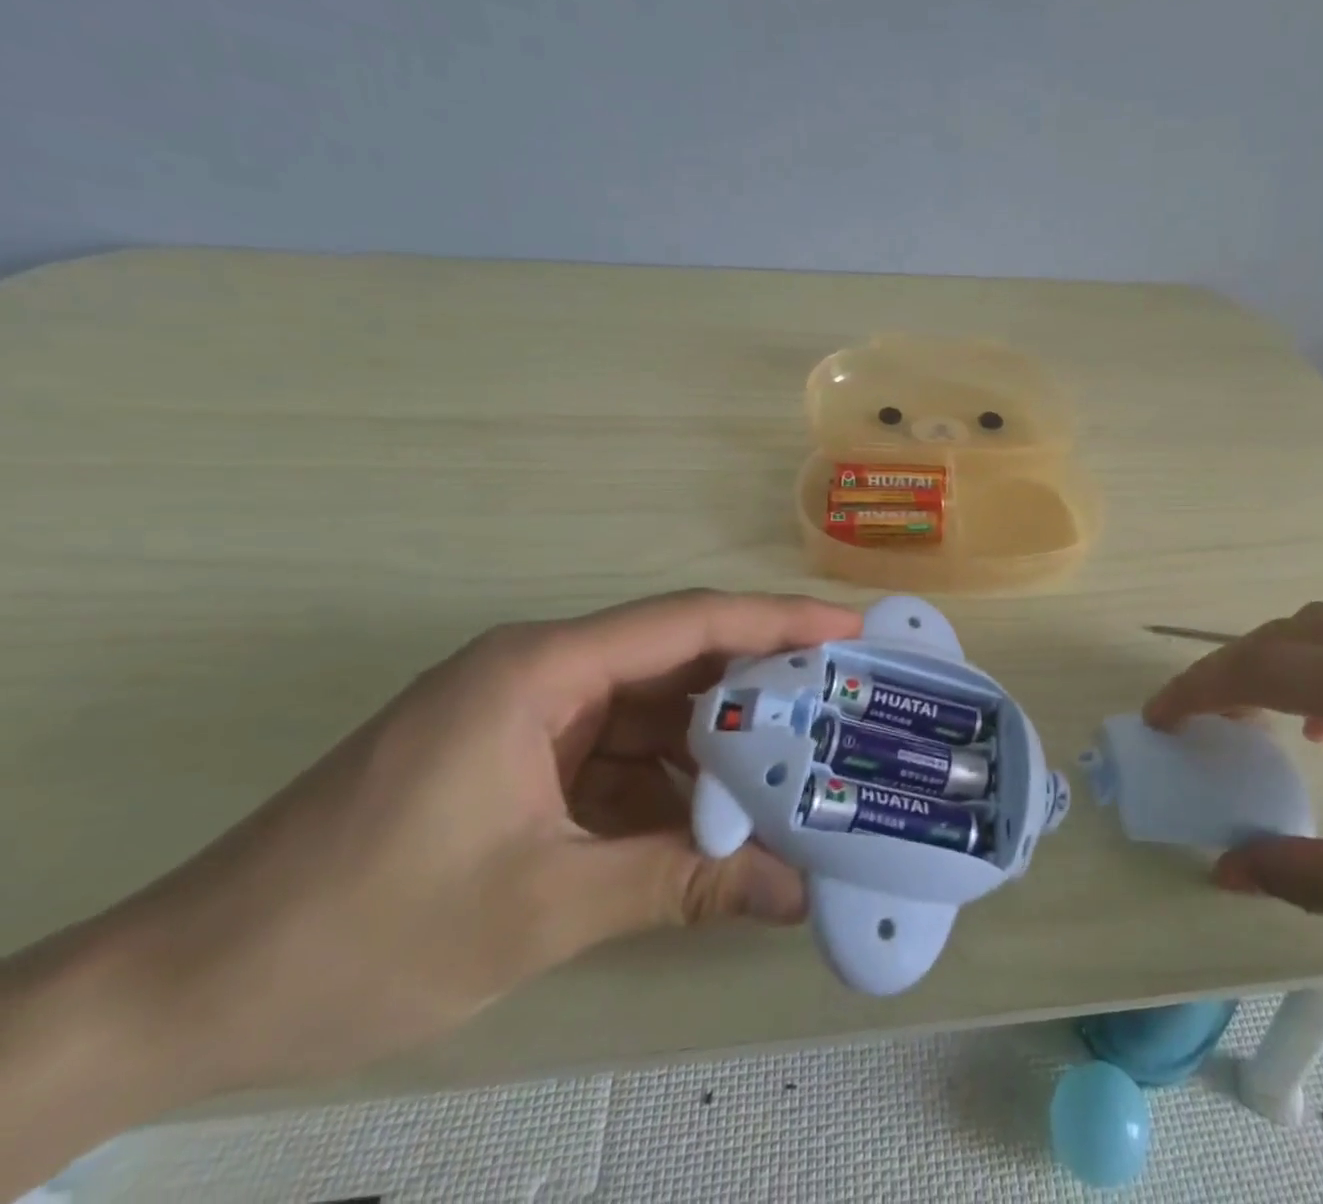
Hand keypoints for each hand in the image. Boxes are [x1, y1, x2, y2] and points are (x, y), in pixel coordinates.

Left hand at [58, 590, 861, 1098]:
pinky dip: (668, 787)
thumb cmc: (358, 932)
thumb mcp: (541, 907)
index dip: (779, 621)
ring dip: (714, 749)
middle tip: (841, 710)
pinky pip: (617, 757)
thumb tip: (793, 894)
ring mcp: (526, 718)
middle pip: (678, 662)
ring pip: (652, 714)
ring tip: (795, 774)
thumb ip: (679, 887)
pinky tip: (714, 825)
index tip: (851, 631)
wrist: (176, 995)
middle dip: (760, 690)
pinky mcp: (515, 761)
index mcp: (543, 669)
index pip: (688, 623)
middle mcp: (542, 672)